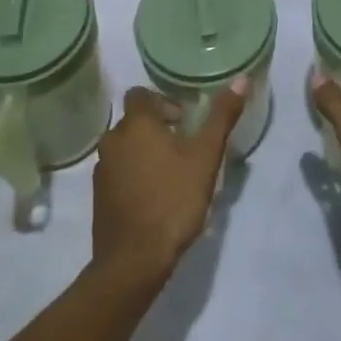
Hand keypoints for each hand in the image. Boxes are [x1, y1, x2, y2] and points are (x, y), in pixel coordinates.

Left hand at [92, 82, 246, 282]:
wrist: (133, 261)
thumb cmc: (173, 200)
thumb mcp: (206, 157)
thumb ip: (222, 117)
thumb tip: (241, 79)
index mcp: (136, 124)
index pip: (140, 94)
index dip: (162, 101)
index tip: (183, 120)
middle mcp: (113, 139)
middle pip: (133, 120)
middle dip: (157, 128)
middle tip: (183, 146)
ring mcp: (102, 170)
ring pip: (125, 147)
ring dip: (144, 151)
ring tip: (171, 172)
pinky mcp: (98, 197)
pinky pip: (118, 172)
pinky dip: (133, 174)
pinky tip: (154, 195)